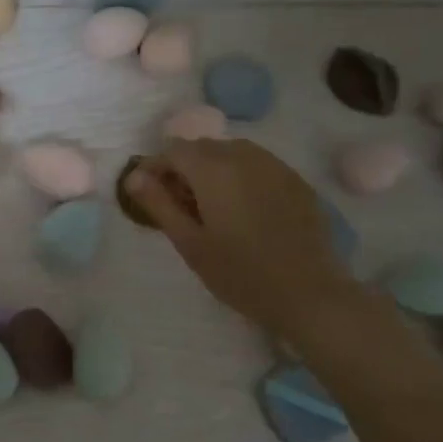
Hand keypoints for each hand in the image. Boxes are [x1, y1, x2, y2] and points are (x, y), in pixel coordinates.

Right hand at [127, 138, 356, 340]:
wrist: (309, 293)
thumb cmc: (240, 273)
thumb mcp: (190, 243)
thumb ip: (159, 204)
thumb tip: (133, 176)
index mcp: (213, 169)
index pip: (173, 150)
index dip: (154, 166)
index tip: (145, 192)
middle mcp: (244, 156)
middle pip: (202, 147)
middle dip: (182, 167)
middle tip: (175, 203)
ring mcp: (275, 166)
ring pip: (231, 153)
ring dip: (211, 169)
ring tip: (207, 205)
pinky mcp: (296, 181)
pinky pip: (258, 165)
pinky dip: (239, 176)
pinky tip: (241, 208)